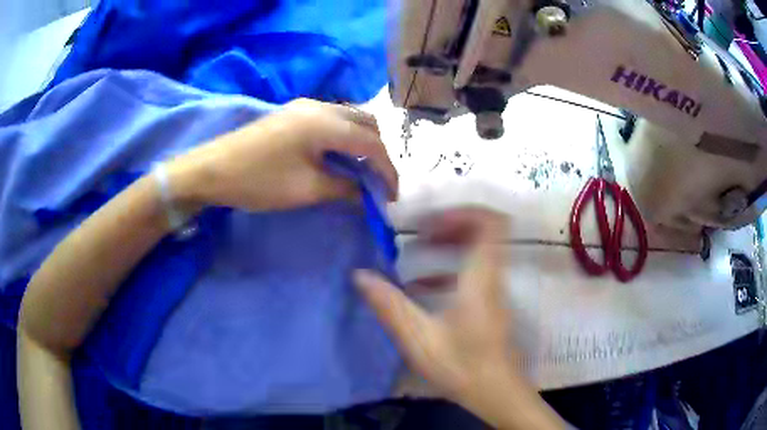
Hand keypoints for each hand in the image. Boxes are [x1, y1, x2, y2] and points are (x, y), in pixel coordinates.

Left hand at [167, 99, 397, 211]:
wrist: (211, 170)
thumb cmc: (258, 181)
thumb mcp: (306, 189)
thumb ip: (344, 188)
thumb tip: (368, 194)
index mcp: (325, 122)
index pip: (371, 144)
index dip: (387, 171)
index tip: (392, 196)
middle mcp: (319, 106)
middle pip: (366, 124)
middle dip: (378, 153)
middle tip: (379, 181)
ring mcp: (304, 106)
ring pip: (349, 119)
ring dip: (362, 143)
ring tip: (362, 170)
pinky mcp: (292, 112)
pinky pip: (332, 120)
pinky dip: (344, 137)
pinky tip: (339, 156)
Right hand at [355, 209, 565, 428]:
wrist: (496, 392)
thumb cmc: (462, 366)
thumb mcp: (419, 338)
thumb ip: (390, 305)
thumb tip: (360, 276)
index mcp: (481, 278)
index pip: (491, 223)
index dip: (462, 211)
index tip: (428, 221)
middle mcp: (492, 276)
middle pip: (485, 230)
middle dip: (450, 223)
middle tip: (418, 232)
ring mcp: (493, 289)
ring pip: (479, 249)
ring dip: (448, 244)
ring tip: (415, 250)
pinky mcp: (489, 302)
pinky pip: (473, 271)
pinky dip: (448, 268)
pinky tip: (421, 285)